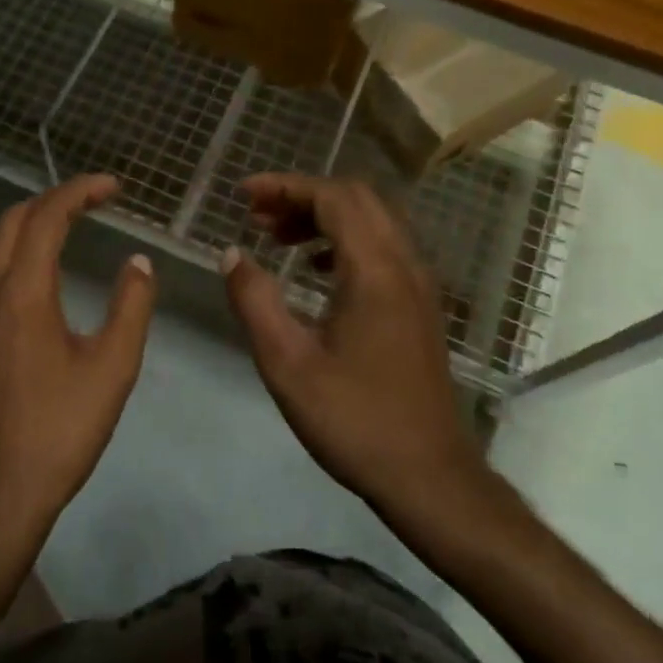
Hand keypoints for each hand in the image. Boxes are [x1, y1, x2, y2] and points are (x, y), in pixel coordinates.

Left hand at [0, 174, 156, 545]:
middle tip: (92, 204)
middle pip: (13, 221)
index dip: (80, 191)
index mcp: (23, 290)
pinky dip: (2, 258)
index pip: (48, 215)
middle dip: (53, 202)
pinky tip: (21, 283)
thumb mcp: (113, 368)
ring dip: (25, 228)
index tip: (112, 187)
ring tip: (60, 233)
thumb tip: (138, 262)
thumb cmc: (59, 432)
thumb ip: (131, 306)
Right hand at [221, 174, 495, 527]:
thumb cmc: (354, 420)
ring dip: (325, 216)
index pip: (332, 197)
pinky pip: (383, 247)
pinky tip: (315, 269)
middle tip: (258, 216)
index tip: (243, 195)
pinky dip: (345, 240)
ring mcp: (419, 284)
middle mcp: (405, 264)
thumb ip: (255, 301)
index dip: (285, 186)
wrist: (429, 476)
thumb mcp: (287, 364)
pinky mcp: (421, 305)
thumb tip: (232, 254)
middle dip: (303, 195)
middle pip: (357, 198)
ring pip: (373, 220)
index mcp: (375, 270)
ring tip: (278, 237)